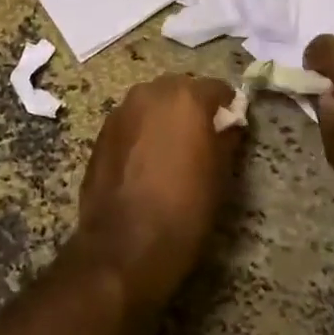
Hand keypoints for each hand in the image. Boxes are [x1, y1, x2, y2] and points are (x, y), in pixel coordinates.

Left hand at [76, 74, 241, 312]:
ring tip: (171, 151)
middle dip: (192, 108)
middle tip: (202, 138)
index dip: (227, 107)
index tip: (231, 128)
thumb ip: (226, 138)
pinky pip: (131, 122)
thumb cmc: (184, 209)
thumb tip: (229, 125)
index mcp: (186, 97)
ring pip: (152, 103)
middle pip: (180, 89)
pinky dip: (142, 132)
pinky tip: (145, 162)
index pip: (217, 88)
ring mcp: (122, 110)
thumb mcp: (220, 176)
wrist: (124, 245)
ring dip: (164, 118)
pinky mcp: (101, 132)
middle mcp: (151, 92)